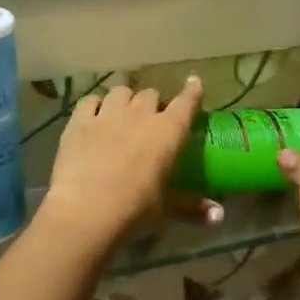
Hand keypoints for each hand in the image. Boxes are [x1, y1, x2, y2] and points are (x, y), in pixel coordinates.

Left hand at [40, 77, 215, 251]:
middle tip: (150, 120)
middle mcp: (141, 114)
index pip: (186, 102)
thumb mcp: (166, 210)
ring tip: (122, 115)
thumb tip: (220, 216)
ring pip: (121, 92)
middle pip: (150, 94)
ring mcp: (108, 114)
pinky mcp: (79, 121)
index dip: (191, 91)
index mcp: (168, 132)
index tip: (194, 82)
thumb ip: (193, 208)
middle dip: (152, 104)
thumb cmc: (135, 210)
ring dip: (125, 101)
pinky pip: (90, 101)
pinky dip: (95, 106)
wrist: (87, 211)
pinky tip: (94, 117)